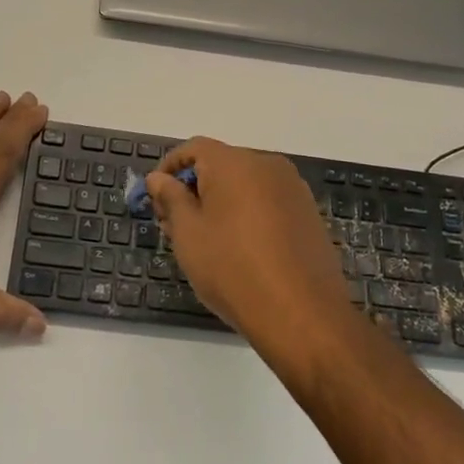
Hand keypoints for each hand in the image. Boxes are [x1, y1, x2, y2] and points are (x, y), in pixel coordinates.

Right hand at [145, 138, 353, 358]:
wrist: (301, 315)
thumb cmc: (233, 269)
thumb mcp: (188, 234)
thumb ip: (171, 198)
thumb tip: (158, 177)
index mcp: (235, 162)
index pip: (194, 148)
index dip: (169, 168)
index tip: (154, 197)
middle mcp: (267, 165)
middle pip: (221, 165)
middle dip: (193, 188)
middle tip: (173, 225)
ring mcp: (293, 189)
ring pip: (245, 185)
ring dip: (219, 202)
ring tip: (203, 241)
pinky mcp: (308, 213)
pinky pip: (267, 202)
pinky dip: (246, 214)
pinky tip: (237, 248)